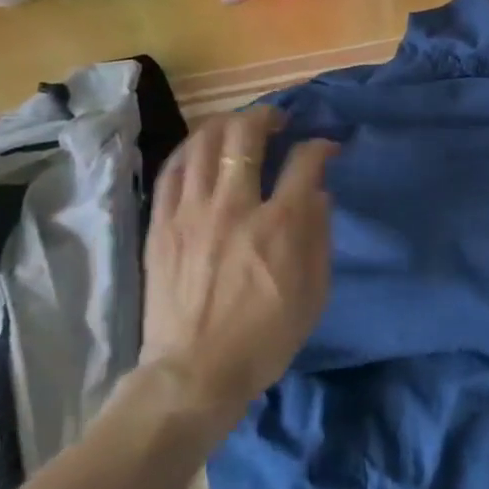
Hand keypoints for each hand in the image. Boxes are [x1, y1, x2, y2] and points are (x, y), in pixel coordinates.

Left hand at [138, 108, 336, 430]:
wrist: (195, 372)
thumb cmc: (266, 338)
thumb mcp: (314, 292)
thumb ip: (319, 235)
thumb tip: (318, 193)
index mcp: (280, 224)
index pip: (304, 161)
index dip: (320, 146)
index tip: (326, 148)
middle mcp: (235, 205)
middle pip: (246, 135)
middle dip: (267, 116)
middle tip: (278, 122)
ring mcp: (192, 212)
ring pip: (204, 143)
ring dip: (226, 125)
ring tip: (238, 128)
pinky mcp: (162, 225)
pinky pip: (173, 170)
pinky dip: (191, 150)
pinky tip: (202, 149)